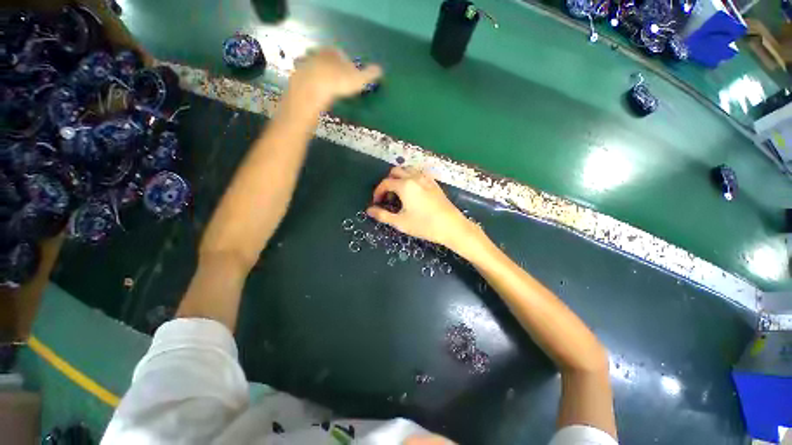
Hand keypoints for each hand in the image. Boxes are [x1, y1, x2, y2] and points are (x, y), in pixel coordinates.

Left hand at [287, 47, 381, 108]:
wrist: (311, 89)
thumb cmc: (337, 82)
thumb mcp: (358, 80)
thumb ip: (369, 74)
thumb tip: (381, 70)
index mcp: (334, 52)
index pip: (342, 55)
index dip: (347, 65)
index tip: (350, 77)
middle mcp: (319, 53)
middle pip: (328, 61)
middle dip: (333, 70)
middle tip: (339, 83)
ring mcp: (306, 64)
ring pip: (316, 69)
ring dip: (321, 77)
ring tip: (328, 90)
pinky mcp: (297, 76)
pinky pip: (307, 80)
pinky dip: (312, 85)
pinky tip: (316, 95)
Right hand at [366, 167, 476, 248]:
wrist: (451, 226)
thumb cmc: (424, 225)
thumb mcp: (400, 222)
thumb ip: (383, 215)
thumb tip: (369, 210)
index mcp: (404, 185)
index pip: (385, 183)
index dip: (378, 192)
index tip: (377, 203)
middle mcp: (414, 177)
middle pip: (395, 171)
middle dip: (388, 182)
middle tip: (388, 198)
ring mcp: (426, 178)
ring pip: (408, 170)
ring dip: (399, 178)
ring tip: (399, 194)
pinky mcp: (434, 182)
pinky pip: (418, 173)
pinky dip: (411, 177)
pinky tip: (413, 191)